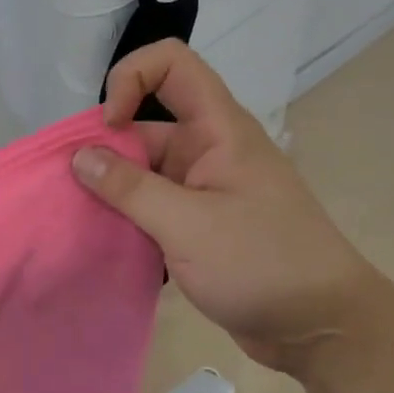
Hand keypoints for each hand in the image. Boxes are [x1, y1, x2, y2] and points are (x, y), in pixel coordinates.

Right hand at [71, 41, 375, 373]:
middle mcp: (210, 150)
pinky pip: (152, 206)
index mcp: (218, 130)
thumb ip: (130, 188)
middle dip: (105, 149)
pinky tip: (102, 240)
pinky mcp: (200, 225)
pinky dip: (127, 216)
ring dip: (112, 189)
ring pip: (144, 170)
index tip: (109, 129)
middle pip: (146, 124)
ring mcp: (205, 189)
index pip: (172, 65)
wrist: (322, 327)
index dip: (131, 78)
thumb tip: (80, 156)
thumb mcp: (188, 225)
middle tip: (71, 190)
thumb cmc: (262, 263)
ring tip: (78, 219)